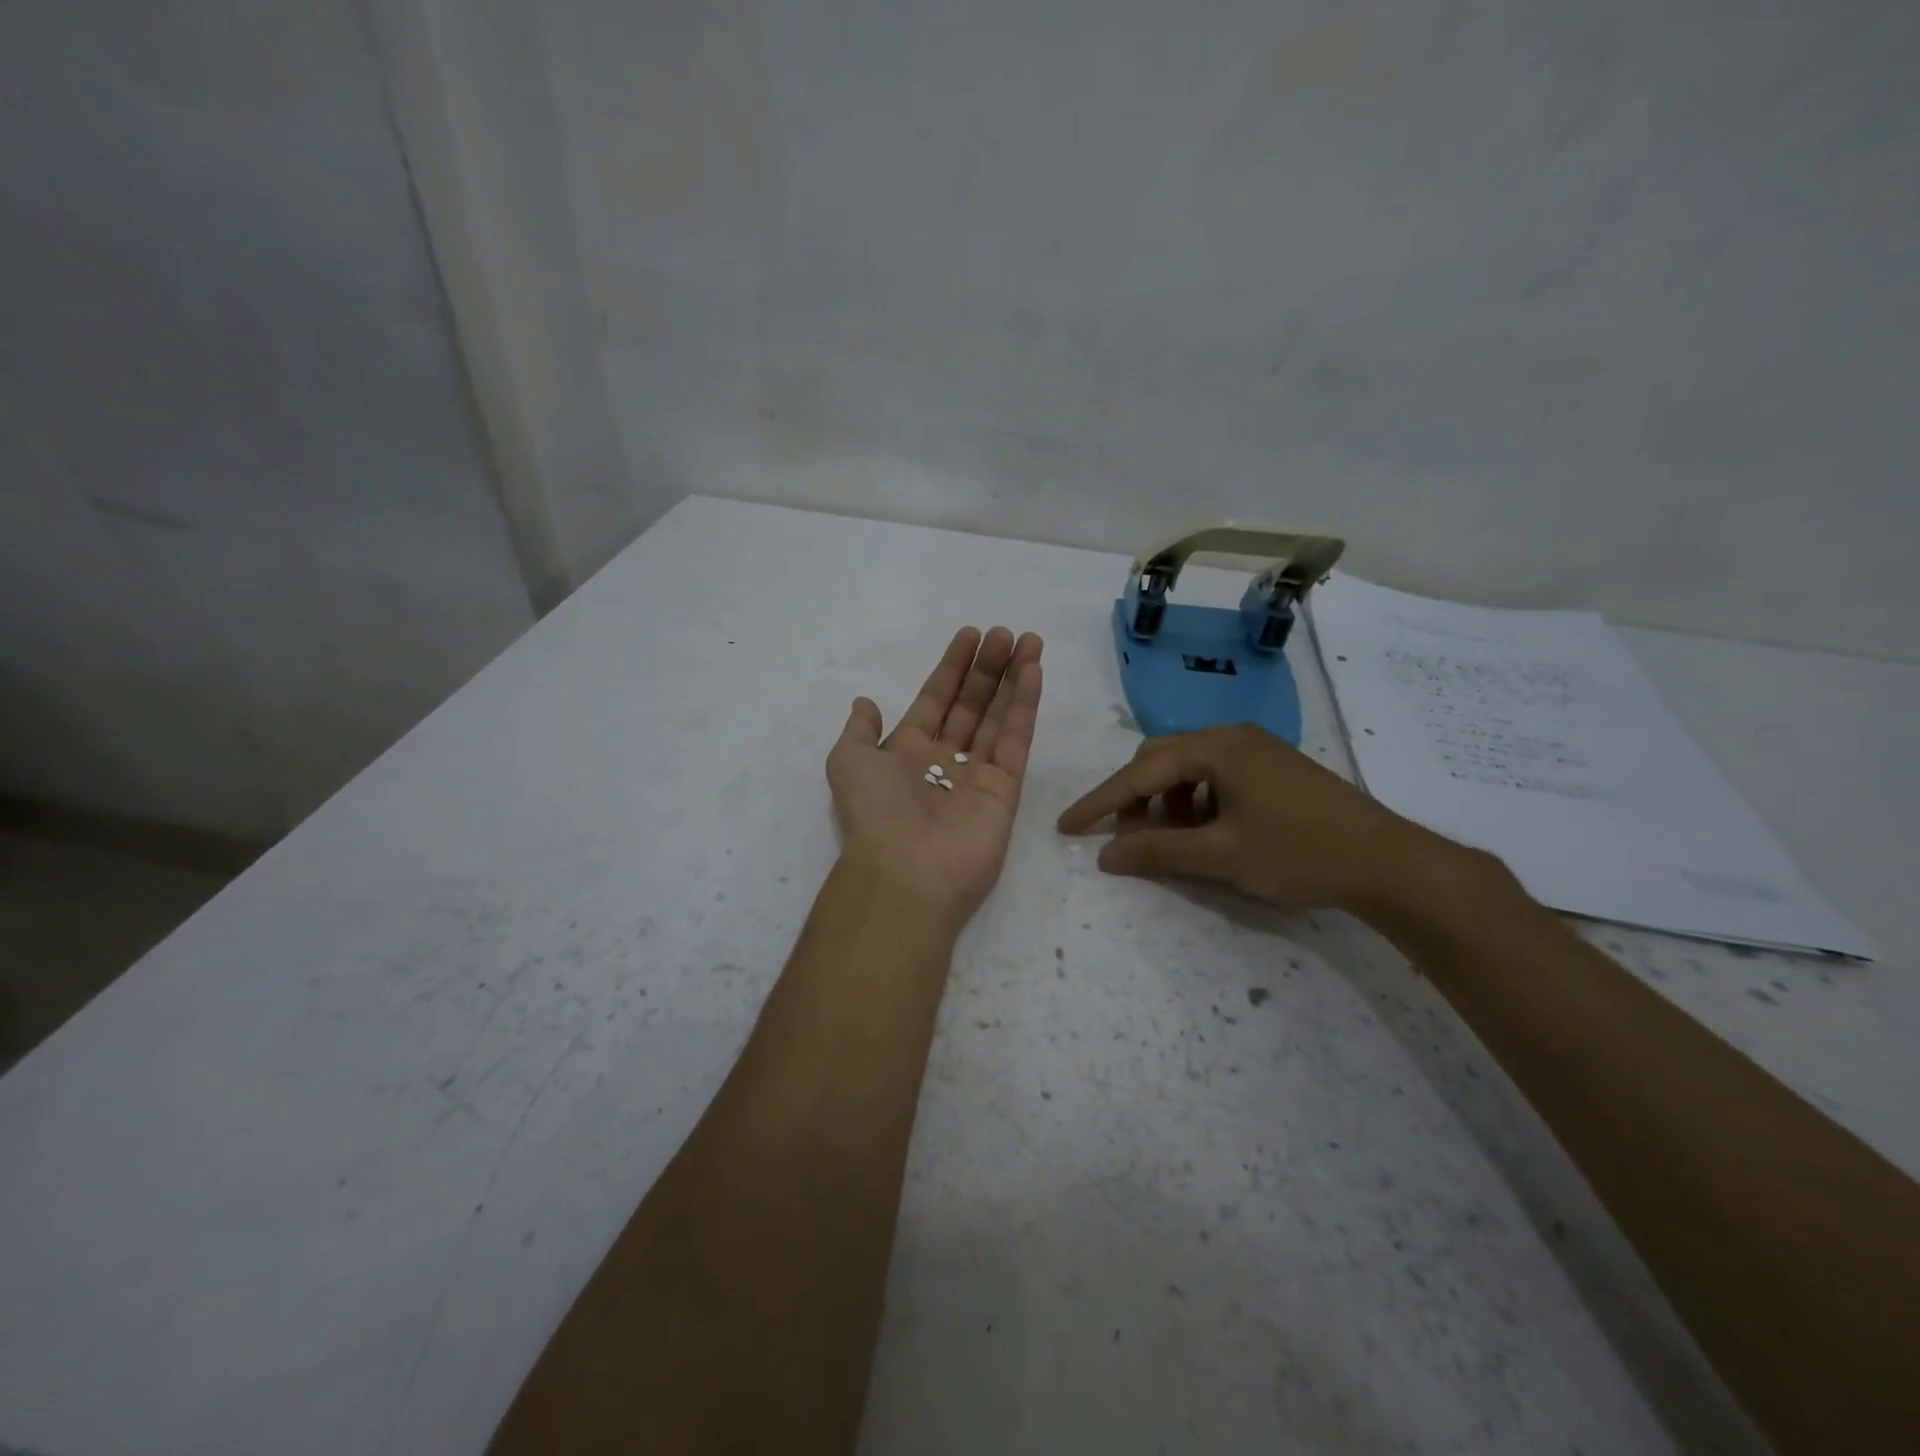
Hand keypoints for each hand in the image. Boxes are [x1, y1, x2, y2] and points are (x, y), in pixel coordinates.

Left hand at [827, 627, 1043, 932]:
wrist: (906, 871)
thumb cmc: (874, 811)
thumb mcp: (847, 761)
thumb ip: (860, 730)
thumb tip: (865, 703)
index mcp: (908, 752)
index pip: (935, 699)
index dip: (952, 668)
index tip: (970, 635)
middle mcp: (944, 760)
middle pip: (971, 704)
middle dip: (987, 668)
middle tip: (1004, 633)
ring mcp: (977, 775)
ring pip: (997, 716)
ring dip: (1012, 678)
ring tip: (1028, 641)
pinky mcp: (1006, 789)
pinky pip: (1015, 739)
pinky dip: (1025, 705)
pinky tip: (1033, 671)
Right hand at [1056, 723, 1457, 915]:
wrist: (1390, 862)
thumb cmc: (1301, 853)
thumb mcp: (1222, 856)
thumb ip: (1158, 851)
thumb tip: (1105, 855)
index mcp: (1216, 747)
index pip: (1139, 772)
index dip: (1100, 802)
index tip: (1066, 826)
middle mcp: (1232, 736)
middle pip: (1161, 760)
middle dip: (1135, 799)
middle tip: (1127, 839)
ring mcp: (1256, 750)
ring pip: (1188, 768)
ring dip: (1166, 802)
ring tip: (1170, 841)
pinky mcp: (1272, 768)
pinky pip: (1215, 776)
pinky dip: (1195, 802)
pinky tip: (1205, 832)